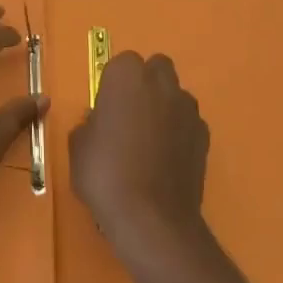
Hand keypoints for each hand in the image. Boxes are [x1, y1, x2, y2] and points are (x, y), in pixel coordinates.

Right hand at [69, 52, 210, 270]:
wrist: (152, 219)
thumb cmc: (106, 174)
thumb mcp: (78, 147)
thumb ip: (90, 124)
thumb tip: (101, 122)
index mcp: (127, 76)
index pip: (122, 63)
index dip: (113, 84)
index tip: (106, 109)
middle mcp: (161, 83)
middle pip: (156, 69)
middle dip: (145, 84)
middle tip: (129, 116)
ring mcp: (187, 108)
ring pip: (175, 95)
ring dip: (164, 107)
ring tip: (149, 143)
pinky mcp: (204, 136)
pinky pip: (188, 123)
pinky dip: (179, 133)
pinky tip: (166, 161)